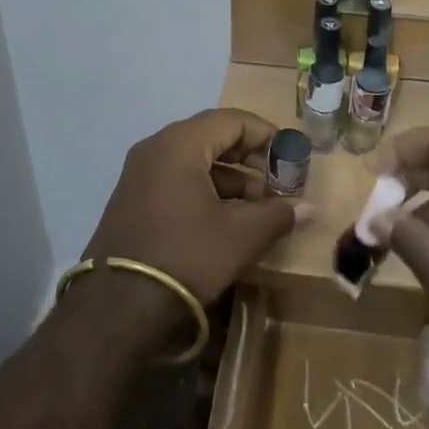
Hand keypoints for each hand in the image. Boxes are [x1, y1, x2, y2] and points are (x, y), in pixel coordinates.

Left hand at [82, 109, 313, 314]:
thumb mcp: (240, 236)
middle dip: (250, 158)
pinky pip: (177, 179)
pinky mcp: (133, 198)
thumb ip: (278, 214)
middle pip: (213, 136)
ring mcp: (140, 173)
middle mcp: (156, 148)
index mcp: (180, 143)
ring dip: (230, 178)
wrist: (118, 308)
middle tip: (278, 183)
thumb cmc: (186, 256)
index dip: (267, 135)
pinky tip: (227, 219)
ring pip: (195, 160)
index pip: (233, 120)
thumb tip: (310, 208)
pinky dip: (206, 190)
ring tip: (259, 208)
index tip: (291, 158)